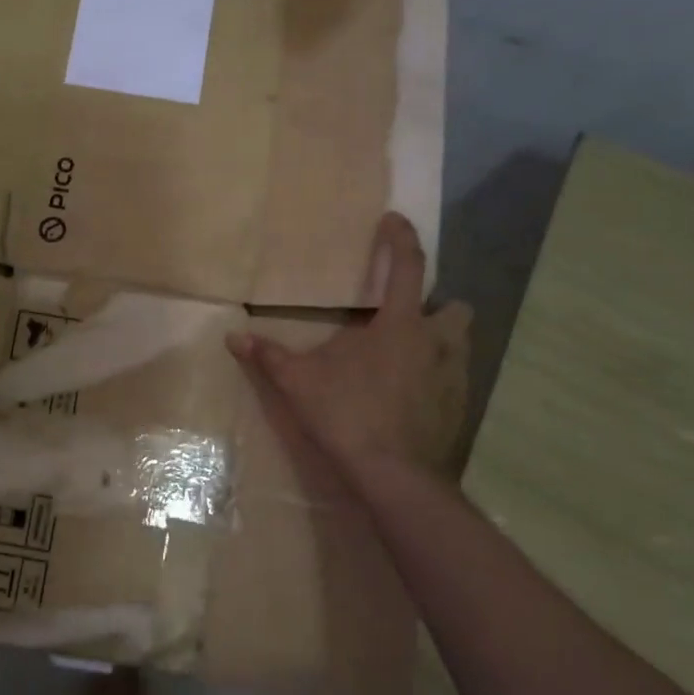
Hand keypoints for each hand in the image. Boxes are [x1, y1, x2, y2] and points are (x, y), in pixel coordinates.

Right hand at [226, 212, 469, 490]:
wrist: (392, 474)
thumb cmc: (346, 414)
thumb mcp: (299, 382)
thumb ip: (268, 356)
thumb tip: (232, 337)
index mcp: (399, 325)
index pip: (407, 267)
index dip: (400, 238)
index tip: (393, 219)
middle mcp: (435, 343)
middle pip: (457, 308)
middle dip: (440, 305)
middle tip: (408, 316)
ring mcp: (453, 377)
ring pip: (461, 344)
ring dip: (442, 340)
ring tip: (408, 354)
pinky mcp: (458, 408)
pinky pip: (455, 380)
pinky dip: (438, 377)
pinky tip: (411, 395)